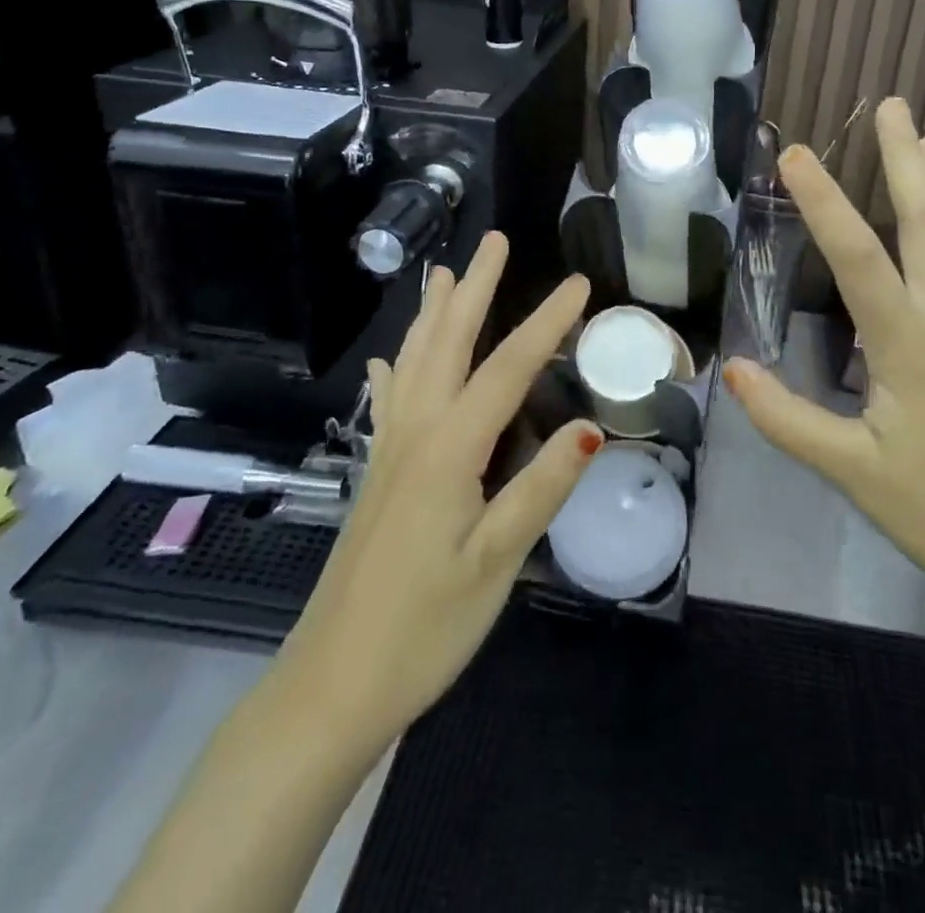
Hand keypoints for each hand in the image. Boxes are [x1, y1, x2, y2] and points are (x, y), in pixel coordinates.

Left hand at [273, 233, 600, 743]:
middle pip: (448, 343)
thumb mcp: (495, 561)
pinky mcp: (378, 474)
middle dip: (475, 289)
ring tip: (444, 273)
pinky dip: (395, 369)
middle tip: (494, 241)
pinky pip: (390, 400)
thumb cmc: (423, 627)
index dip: (547, 322)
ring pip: (414, 362)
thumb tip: (591, 428)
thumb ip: (542, 489)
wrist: (333, 684)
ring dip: (433, 313)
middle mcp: (416, 433)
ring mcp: (391, 451)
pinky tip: (389, 360)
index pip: (509, 368)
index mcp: (450, 448)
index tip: (580, 284)